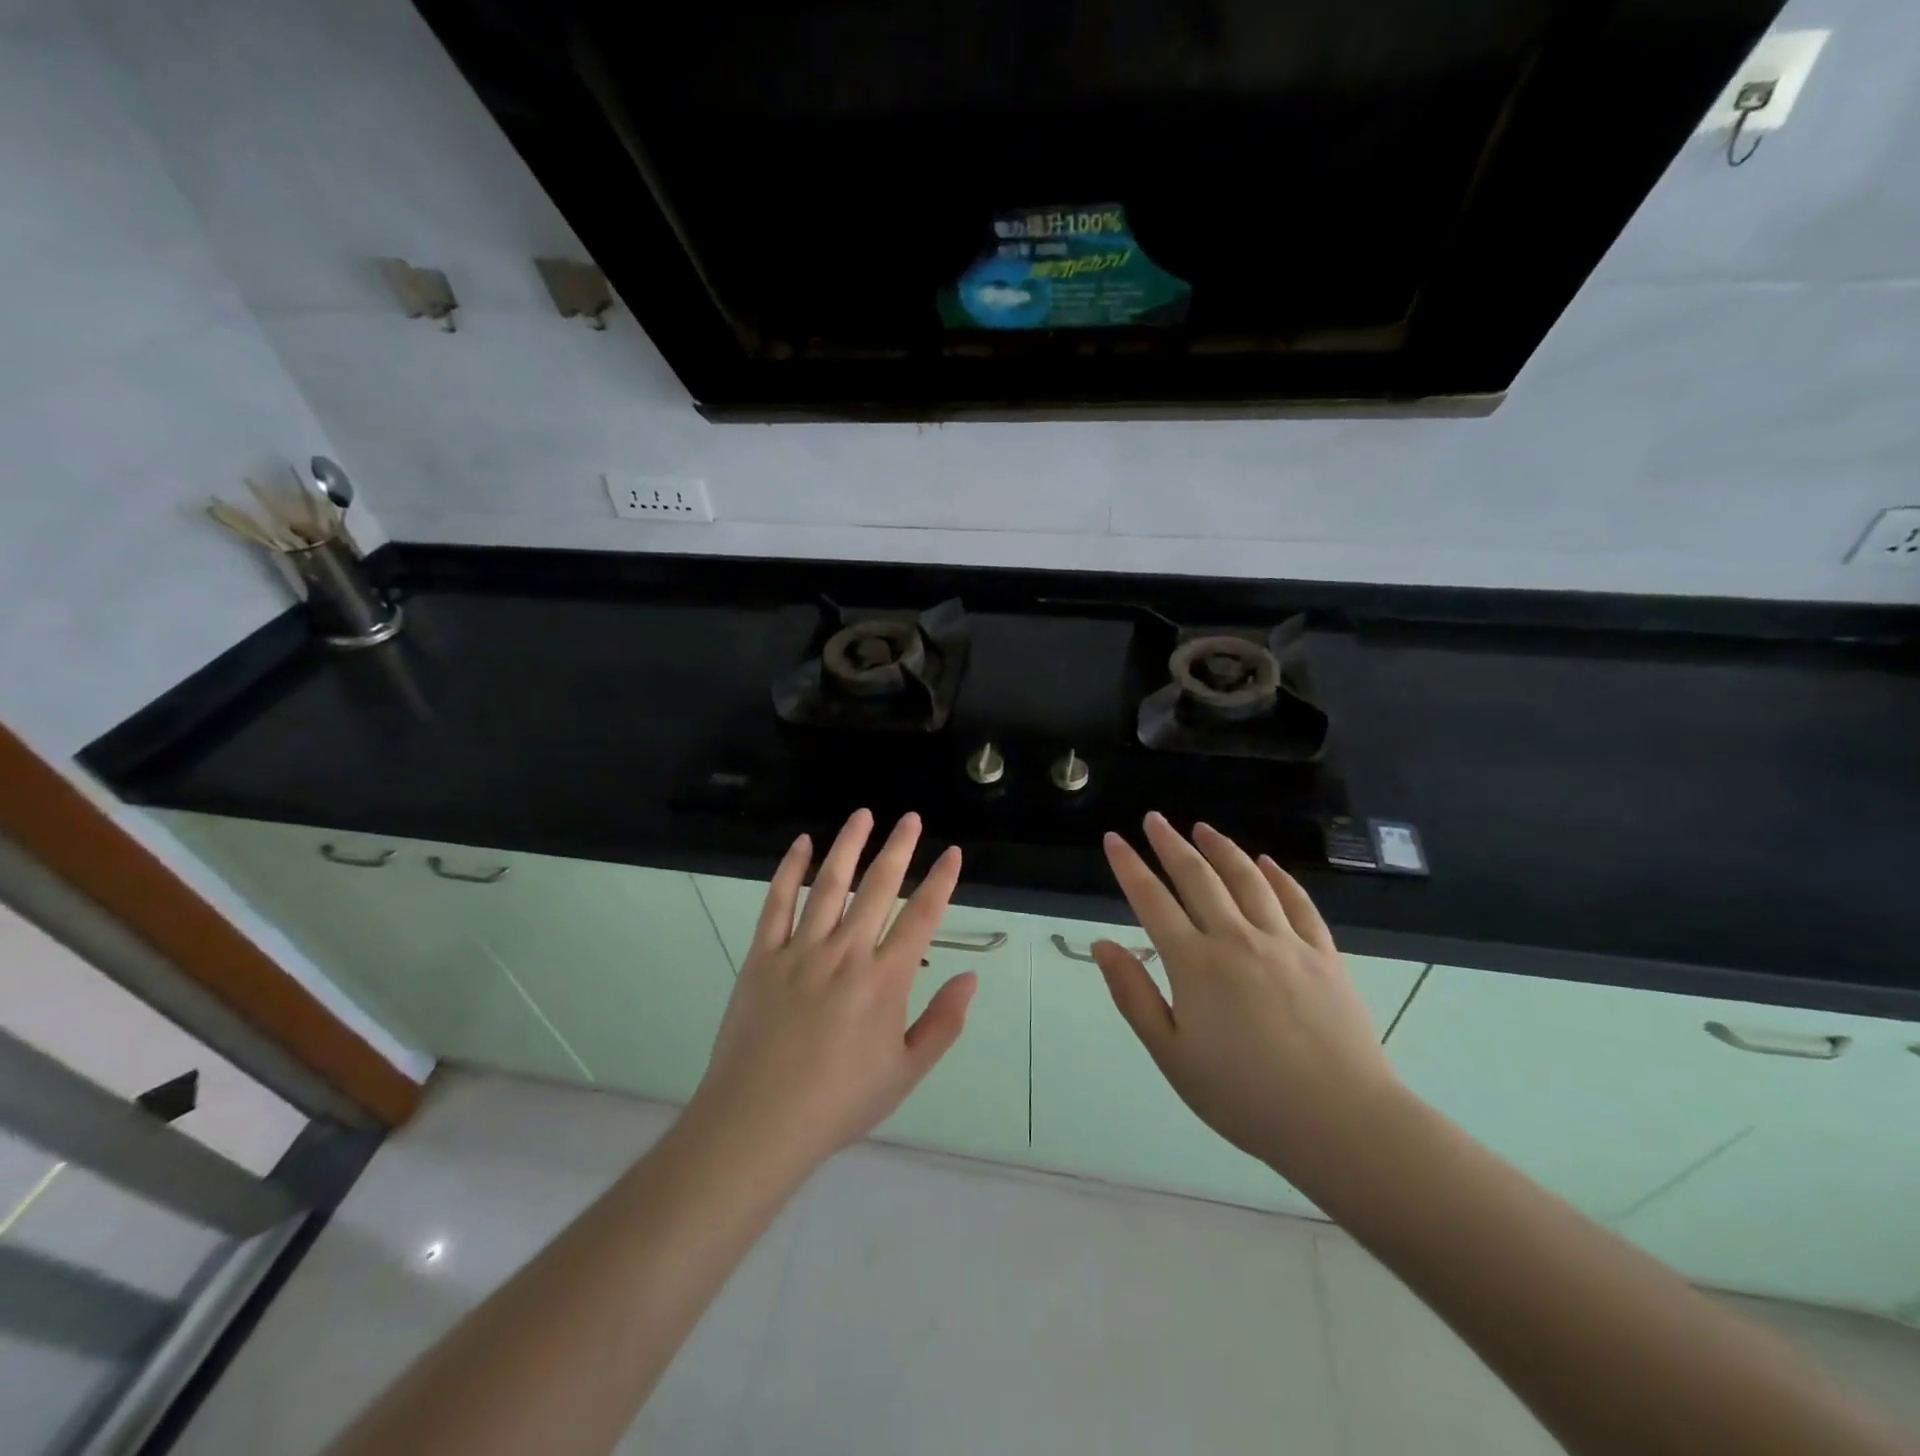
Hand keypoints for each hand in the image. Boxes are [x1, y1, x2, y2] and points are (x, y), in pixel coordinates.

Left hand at [688, 810, 974, 1176]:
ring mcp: (800, 950)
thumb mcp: (905, 1073)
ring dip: (849, 846)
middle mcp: (845, 953)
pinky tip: (802, 844)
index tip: (952, 853)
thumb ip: (943, 1023)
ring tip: (864, 815)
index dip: (940, 881)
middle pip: (878, 888)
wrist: (758, 1123)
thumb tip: (970, 977)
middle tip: (911, 819)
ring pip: (829, 884)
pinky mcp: (762, 956)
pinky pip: (777, 903)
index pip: (922, 917)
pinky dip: (789, 870)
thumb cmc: (839, 1103)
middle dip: (899, 849)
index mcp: (884, 981)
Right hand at [1092, 814, 1400, 1186]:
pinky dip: (1279, 877)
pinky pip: (1297, 902)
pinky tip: (1266, 863)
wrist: (1340, 1122)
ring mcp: (1284, 942)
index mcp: (1194, 964)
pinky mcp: (1324, 955)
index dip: (1129, 866)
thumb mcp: (1171, 1056)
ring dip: (1221, 848)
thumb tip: (1102, 945)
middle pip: (1197, 877)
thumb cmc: (1244, 1096)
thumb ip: (1134, 995)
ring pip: (1247, 879)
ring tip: (1202, 828)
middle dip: (1170, 843)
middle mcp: (1236, 939)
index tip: (1114, 839)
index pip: (1152, 900)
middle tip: (1154, 819)